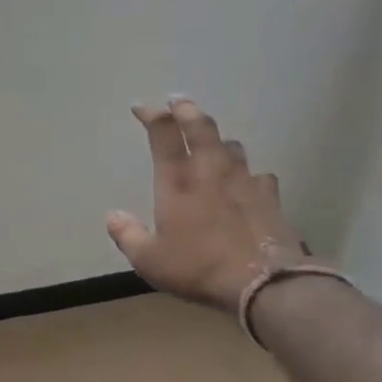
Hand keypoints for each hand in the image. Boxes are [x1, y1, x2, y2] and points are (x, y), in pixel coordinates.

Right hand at [106, 96, 308, 311]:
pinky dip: (247, 174)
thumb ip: (128, 235)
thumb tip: (113, 216)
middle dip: (186, 110)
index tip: (141, 107)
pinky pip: (258, 175)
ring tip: (212, 142)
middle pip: (200, 126)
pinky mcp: (269, 195)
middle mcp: (210, 170)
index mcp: (177, 181)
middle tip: (178, 101)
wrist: (261, 281)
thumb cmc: (198, 267)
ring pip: (231, 146)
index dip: (151, 115)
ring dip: (218, 140)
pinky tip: (247, 182)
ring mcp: (244, 179)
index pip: (163, 133)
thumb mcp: (150, 260)